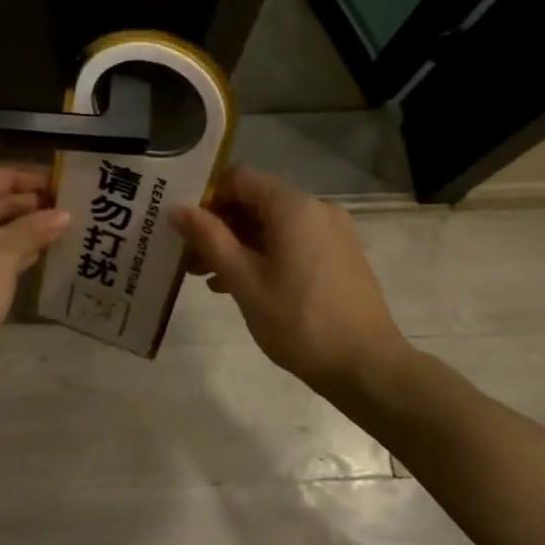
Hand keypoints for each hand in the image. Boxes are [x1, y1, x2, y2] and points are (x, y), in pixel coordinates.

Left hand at [0, 164, 70, 356]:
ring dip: (28, 226)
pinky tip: (42, 251)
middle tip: (73, 208)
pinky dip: (15, 246)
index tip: (66, 182)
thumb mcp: (5, 252)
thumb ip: (35, 228)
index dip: (33, 177)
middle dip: (33, 204)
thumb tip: (64, 214)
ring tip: (66, 228)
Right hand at [172, 164, 412, 398]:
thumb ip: (209, 238)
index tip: (185, 228)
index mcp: (293, 207)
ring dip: (238, 244)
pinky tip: (242, 285)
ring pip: (272, 224)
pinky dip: (264, 254)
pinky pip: (292, 241)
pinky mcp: (339, 255)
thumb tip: (178, 209)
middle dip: (219, 226)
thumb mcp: (244, 280)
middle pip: (255, 201)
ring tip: (208, 278)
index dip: (207, 197)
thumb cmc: (298, 321)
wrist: (366, 366)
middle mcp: (316, 209)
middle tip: (189, 259)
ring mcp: (332, 232)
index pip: (239, 178)